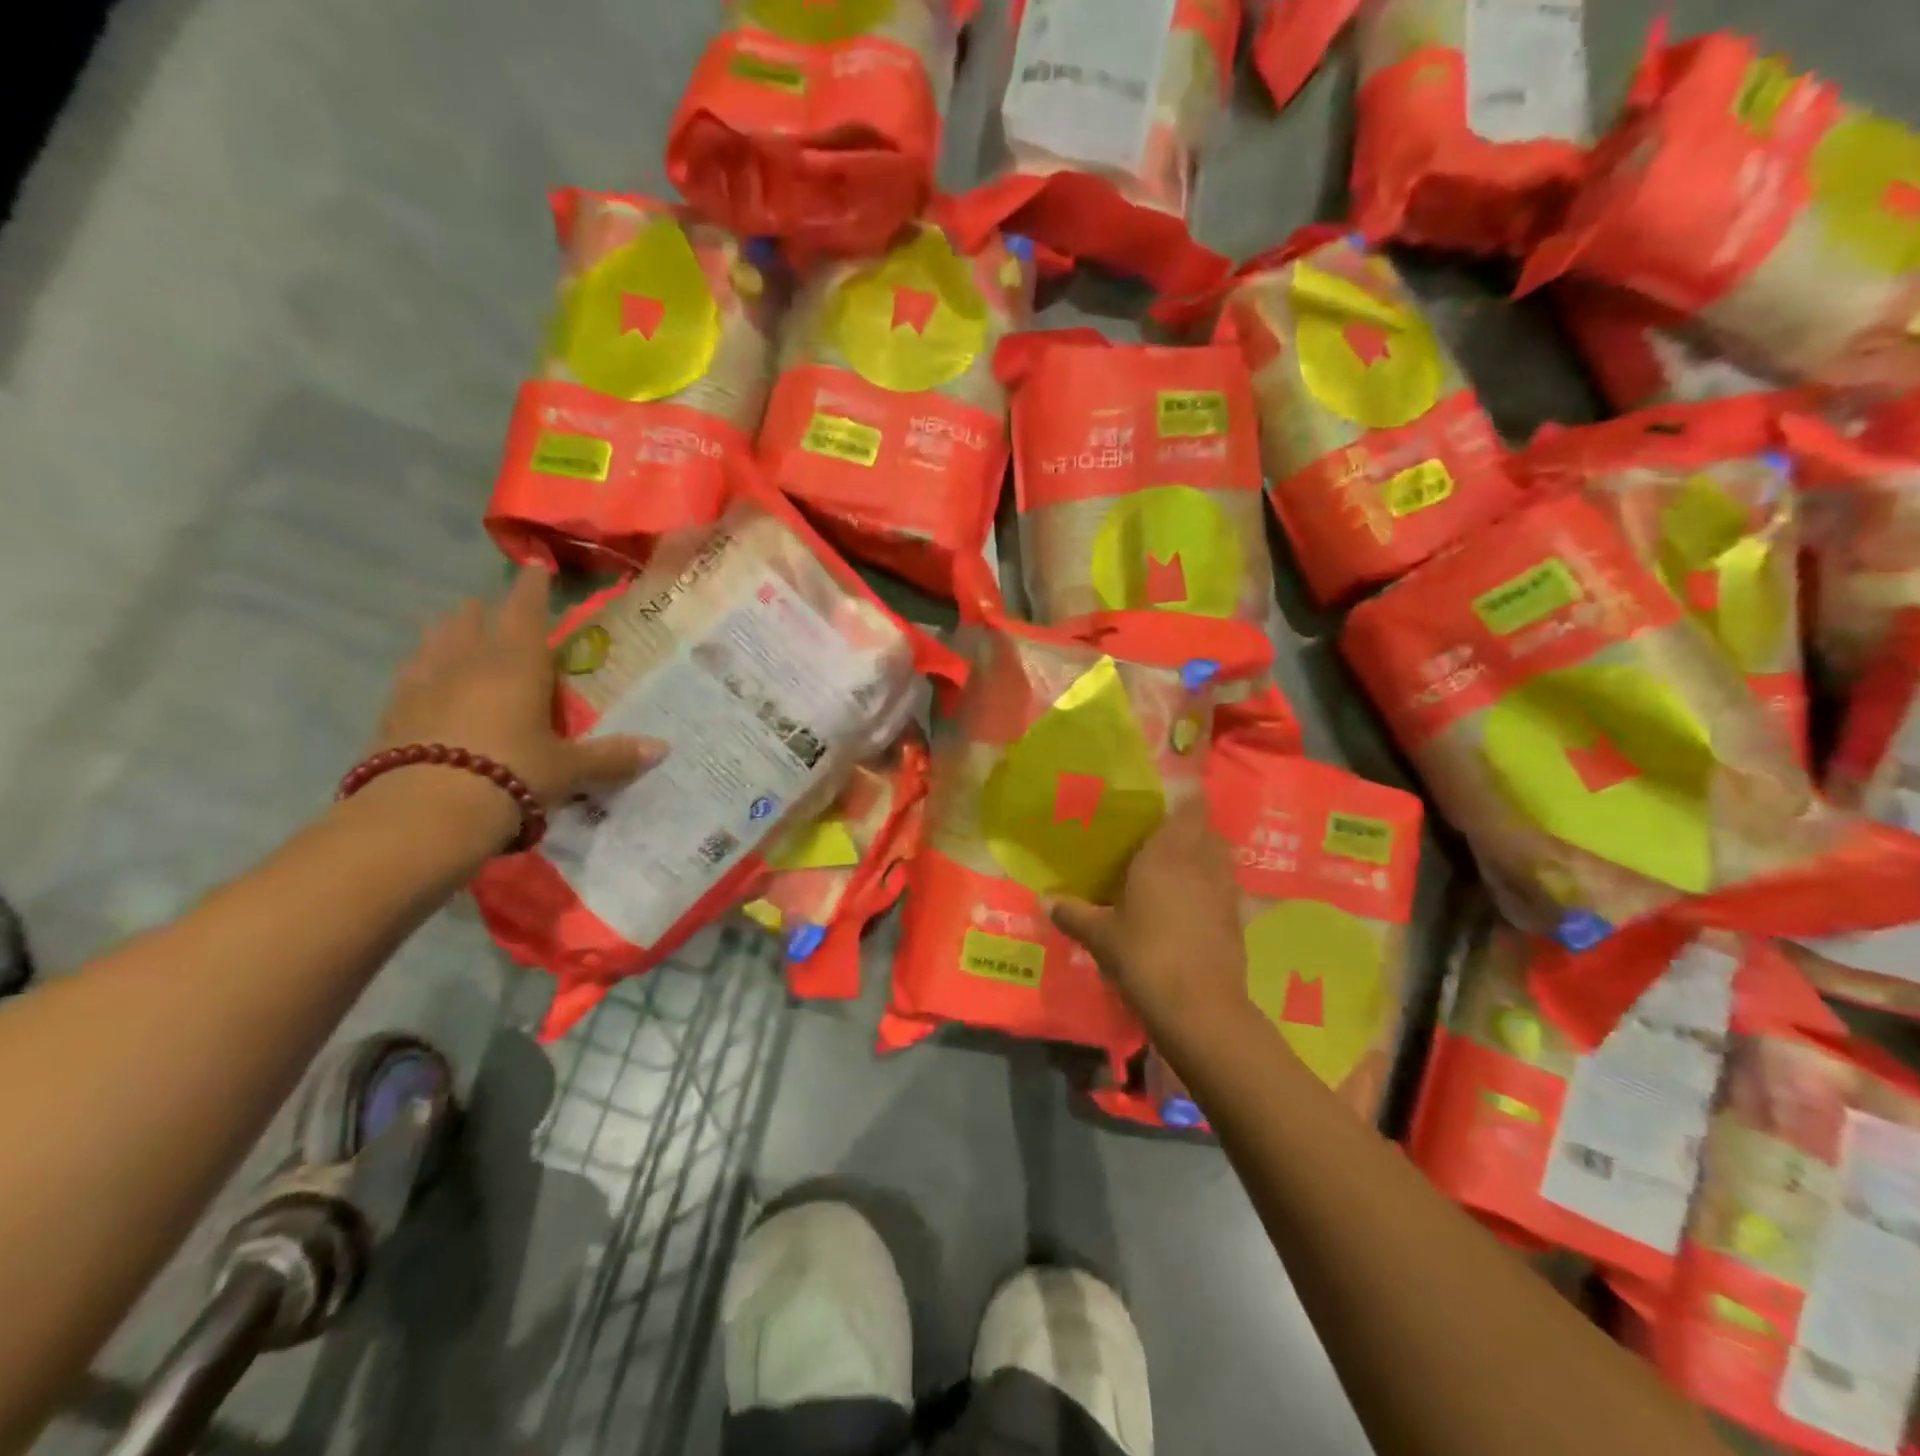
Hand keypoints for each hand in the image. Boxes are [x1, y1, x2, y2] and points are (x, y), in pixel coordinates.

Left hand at [374, 565, 665, 806]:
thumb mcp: (568, 769)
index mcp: (515, 664)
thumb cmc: (511, 773)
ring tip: (454, 634)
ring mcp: (423, 684)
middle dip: (484, 612)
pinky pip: (410, 677)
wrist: (424, 812)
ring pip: (435, 643)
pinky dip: (423, 671)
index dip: (532, 587)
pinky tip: (423, 681)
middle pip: (472, 621)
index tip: (534, 566)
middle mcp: (467, 662)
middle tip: (490, 609)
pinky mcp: (393, 712)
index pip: (525, 611)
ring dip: (447, 634)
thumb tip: (663, 748)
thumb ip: (612, 756)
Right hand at [1048, 796, 1250, 1035]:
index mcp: (1169, 851)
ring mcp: (1226, 891)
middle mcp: (1203, 862)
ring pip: (1220, 859)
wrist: (1199, 1007)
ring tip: (1174, 873)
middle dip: (1188, 831)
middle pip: (1207, 830)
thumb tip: (1045, 900)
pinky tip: (1190, 910)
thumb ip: (1073, 914)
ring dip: (1203, 859)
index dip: (1182, 798)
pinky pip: (1225, 890)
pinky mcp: (1238, 920)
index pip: (1191, 804)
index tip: (1159, 805)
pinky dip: (1211, 891)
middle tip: (1157, 842)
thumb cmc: (1144, 955)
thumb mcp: (1100, 935)